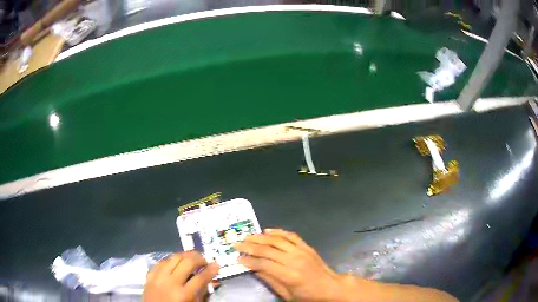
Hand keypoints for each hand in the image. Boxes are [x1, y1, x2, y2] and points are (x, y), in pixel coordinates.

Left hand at [143, 251, 219, 301]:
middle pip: (187, 262)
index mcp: (184, 295)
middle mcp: (170, 283)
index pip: (200, 278)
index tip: (217, 264)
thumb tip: (211, 280)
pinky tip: (176, 263)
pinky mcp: (149, 275)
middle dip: (198, 258)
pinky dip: (171, 260)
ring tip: (191, 259)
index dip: (211, 270)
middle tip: (204, 260)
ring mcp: (158, 277)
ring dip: (185, 255)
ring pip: (173, 257)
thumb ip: (202, 293)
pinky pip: (161, 261)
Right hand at [234, 229, 344, 300]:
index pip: (263, 264)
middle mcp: (294, 260)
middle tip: (236, 244)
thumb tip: (254, 269)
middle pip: (267, 249)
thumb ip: (270, 281)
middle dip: (249, 246)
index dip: (248, 260)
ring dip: (260, 237)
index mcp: (289, 276)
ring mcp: (301, 251)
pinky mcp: (306, 247)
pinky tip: (267, 231)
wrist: (331, 287)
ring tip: (247, 236)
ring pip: (276, 240)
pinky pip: (290, 235)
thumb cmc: (308, 296)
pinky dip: (278, 231)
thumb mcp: (287, 295)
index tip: (237, 258)